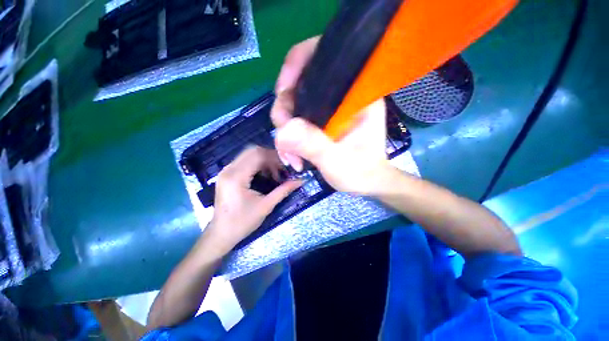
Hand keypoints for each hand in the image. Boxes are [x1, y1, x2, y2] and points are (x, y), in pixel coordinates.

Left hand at [204, 146, 301, 253]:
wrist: (221, 234)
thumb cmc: (242, 222)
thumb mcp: (266, 206)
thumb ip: (283, 191)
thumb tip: (300, 181)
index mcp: (236, 177)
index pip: (258, 155)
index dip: (275, 157)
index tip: (288, 165)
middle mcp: (229, 169)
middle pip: (252, 151)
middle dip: (270, 157)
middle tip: (282, 168)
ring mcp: (226, 171)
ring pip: (248, 154)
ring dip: (264, 160)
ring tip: (275, 173)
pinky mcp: (227, 174)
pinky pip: (244, 161)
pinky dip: (257, 164)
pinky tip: (265, 175)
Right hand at [272, 37, 393, 195]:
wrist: (366, 184)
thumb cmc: (362, 173)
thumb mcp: (338, 161)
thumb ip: (314, 145)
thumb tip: (282, 131)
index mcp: (355, 93)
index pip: (323, 57)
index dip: (297, 65)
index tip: (282, 93)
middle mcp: (340, 95)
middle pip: (299, 85)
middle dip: (284, 112)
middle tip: (284, 142)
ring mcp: (328, 109)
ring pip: (293, 105)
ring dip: (285, 130)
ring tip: (291, 157)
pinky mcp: (320, 122)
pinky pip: (295, 120)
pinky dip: (288, 137)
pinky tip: (291, 155)